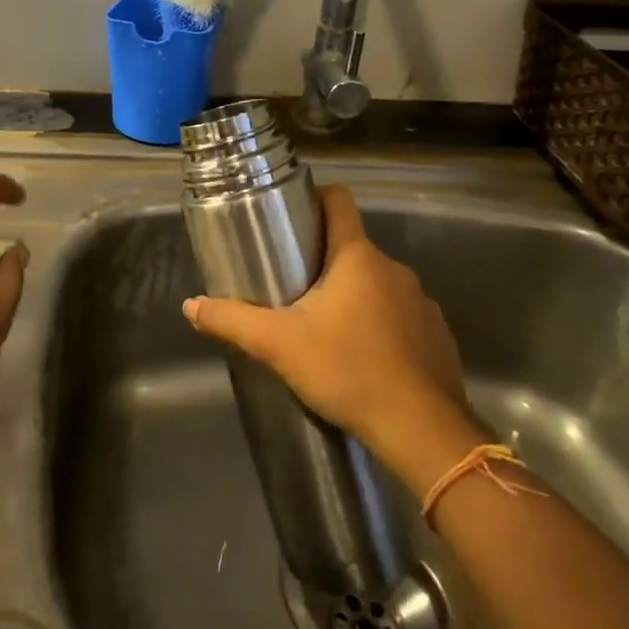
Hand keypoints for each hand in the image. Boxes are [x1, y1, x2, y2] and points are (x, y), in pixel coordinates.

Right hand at [184, 183, 464, 463]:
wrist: (422, 431)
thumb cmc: (348, 371)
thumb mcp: (279, 345)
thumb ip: (232, 321)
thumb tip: (191, 305)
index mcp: (357, 257)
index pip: (339, 201)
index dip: (314, 198)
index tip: (291, 215)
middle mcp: (394, 269)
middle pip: (352, 247)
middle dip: (323, 261)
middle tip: (291, 285)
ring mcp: (422, 302)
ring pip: (377, 283)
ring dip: (353, 295)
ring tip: (325, 326)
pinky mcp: (437, 335)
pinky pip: (401, 315)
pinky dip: (381, 325)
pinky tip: (363, 356)